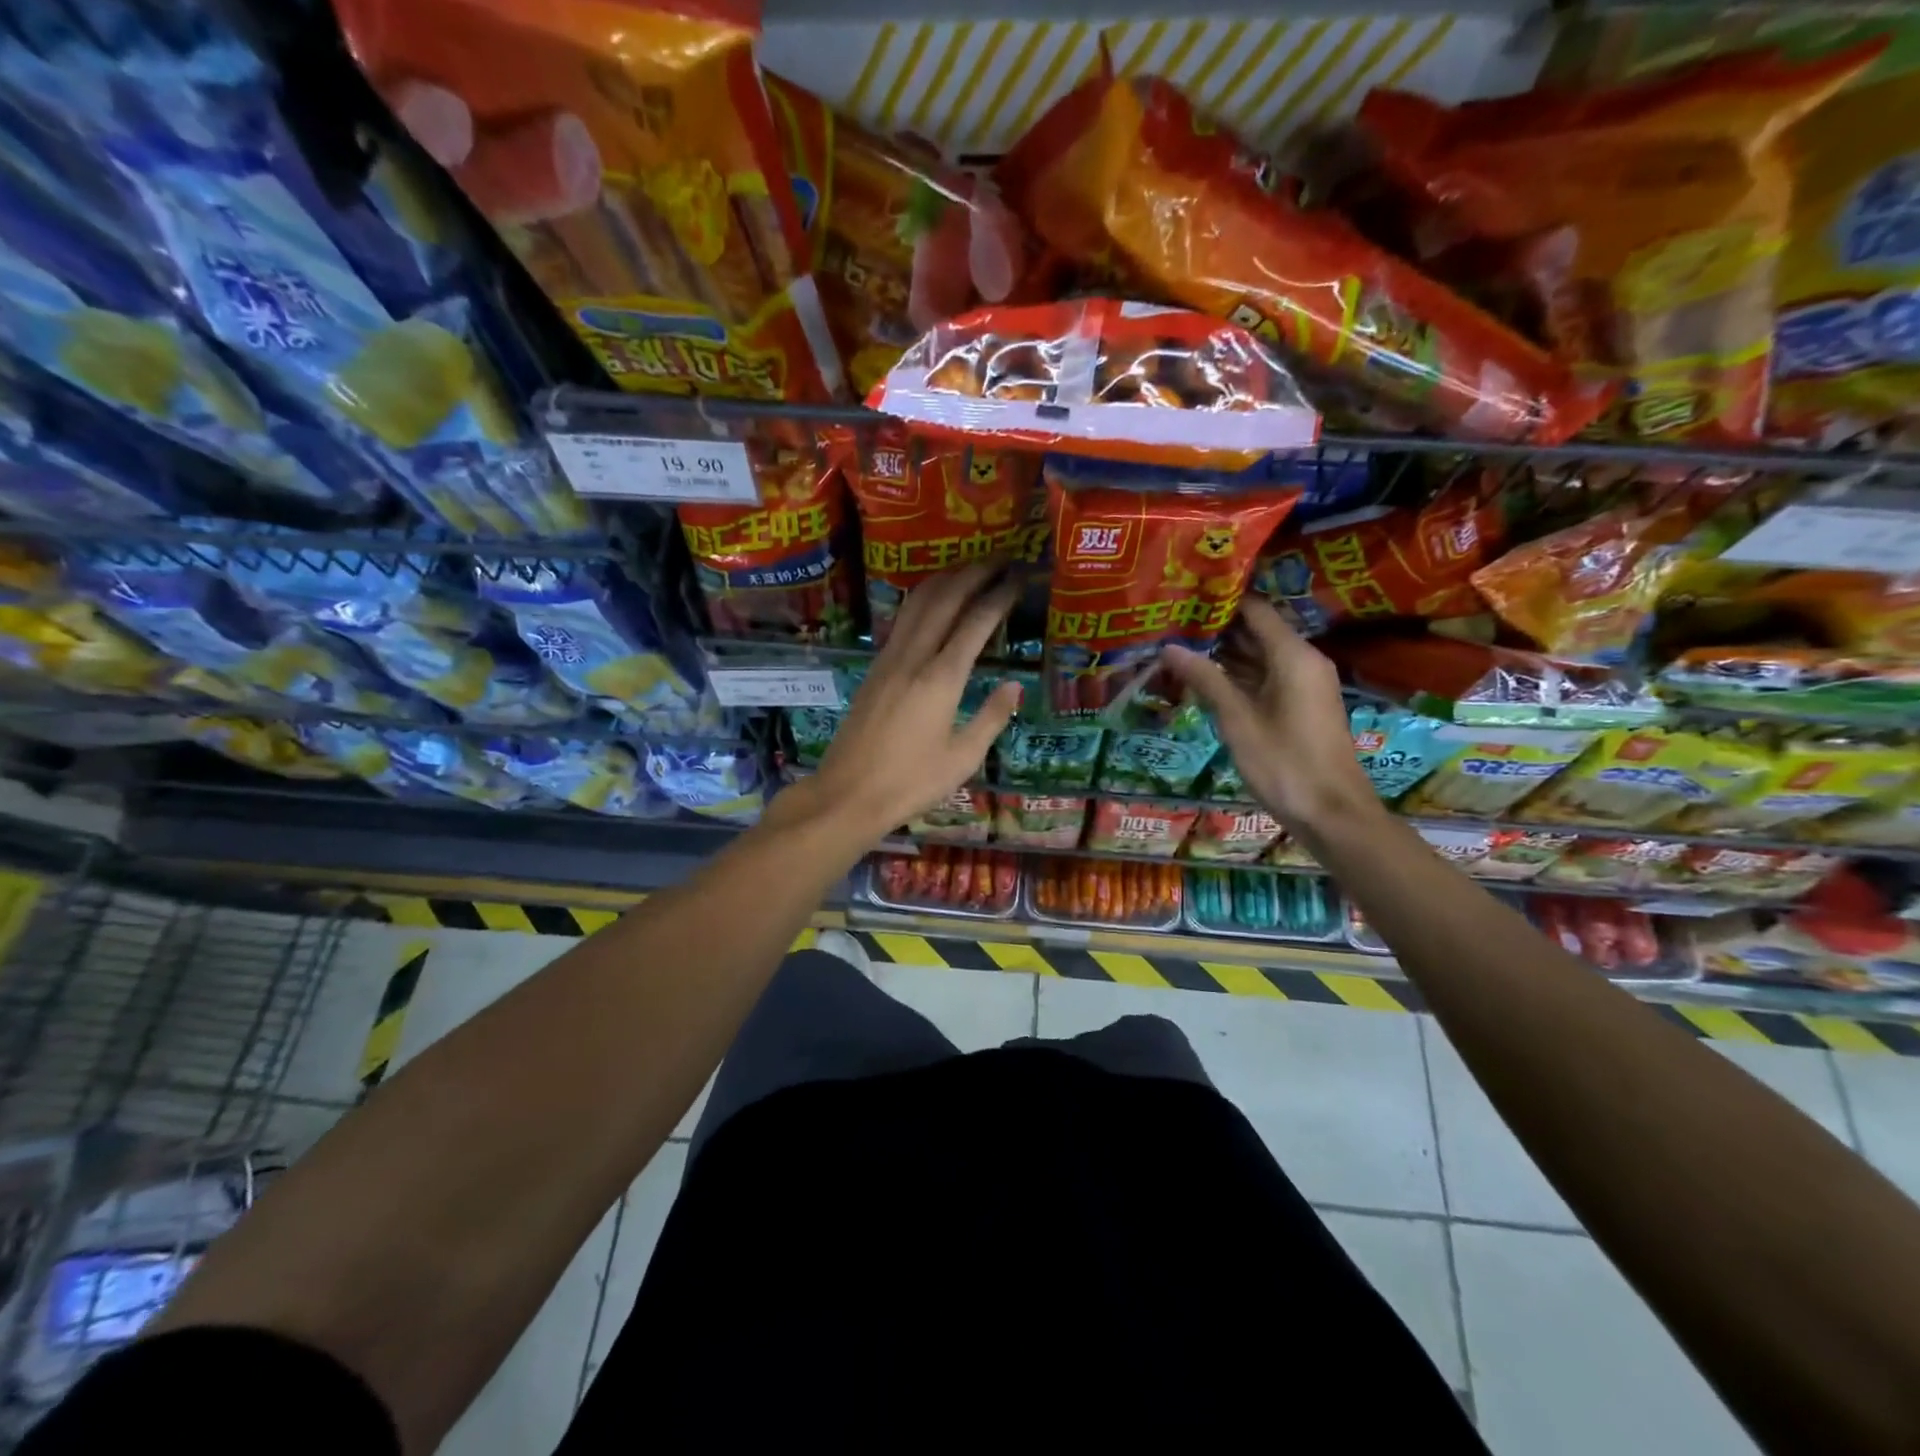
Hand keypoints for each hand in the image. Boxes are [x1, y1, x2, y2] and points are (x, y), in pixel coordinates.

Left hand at [794, 562, 1020, 844]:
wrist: (847, 794)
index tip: (1019, 578)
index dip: (999, 596)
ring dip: (945, 580)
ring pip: (917, 603)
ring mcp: (888, 660)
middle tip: (999, 560)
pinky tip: (934, 602)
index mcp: (940, 679)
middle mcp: (913, 658)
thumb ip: (991, 718)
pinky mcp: (874, 669)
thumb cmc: (911, 783)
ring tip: (970, 570)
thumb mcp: (962, 758)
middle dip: (973, 573)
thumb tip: (1014, 685)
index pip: (975, 622)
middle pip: (944, 599)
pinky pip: (902, 620)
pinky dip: (923, 600)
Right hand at [1159, 596, 1374, 830]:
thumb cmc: (1284, 763)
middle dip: (1216, 627)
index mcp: (1293, 656)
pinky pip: (1265, 677)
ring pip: (1259, 656)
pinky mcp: (1299, 705)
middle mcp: (1303, 661)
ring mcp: (1303, 684)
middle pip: (1257, 631)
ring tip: (1178, 646)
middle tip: (1172, 623)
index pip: (1256, 610)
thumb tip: (1169, 647)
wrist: (1332, 813)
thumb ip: (1204, 679)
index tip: (1184, 597)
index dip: (1221, 601)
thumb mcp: (1237, 720)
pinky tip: (1203, 678)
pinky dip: (1236, 675)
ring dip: (1223, 653)